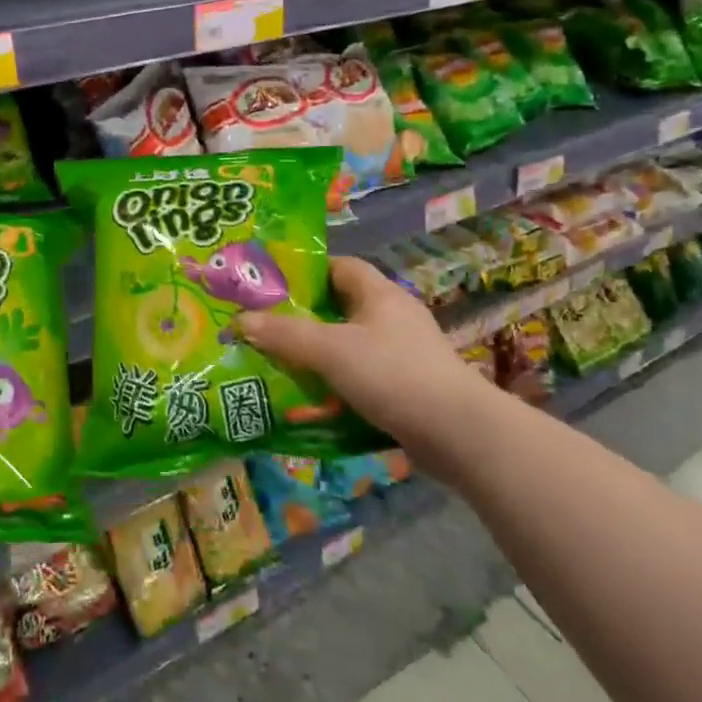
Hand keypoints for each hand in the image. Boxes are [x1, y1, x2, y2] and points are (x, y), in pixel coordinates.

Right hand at [236, 256, 499, 466]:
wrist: (461, 435)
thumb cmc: (394, 374)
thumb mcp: (331, 349)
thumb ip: (285, 333)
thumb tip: (241, 320)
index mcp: (380, 294)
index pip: (340, 266)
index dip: (307, 270)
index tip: (272, 284)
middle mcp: (393, 317)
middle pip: (341, 306)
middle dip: (304, 316)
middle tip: (265, 326)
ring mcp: (404, 354)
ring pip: (350, 344)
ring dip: (319, 353)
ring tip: (280, 362)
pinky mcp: (408, 388)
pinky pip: (362, 376)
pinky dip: (337, 383)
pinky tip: (313, 398)